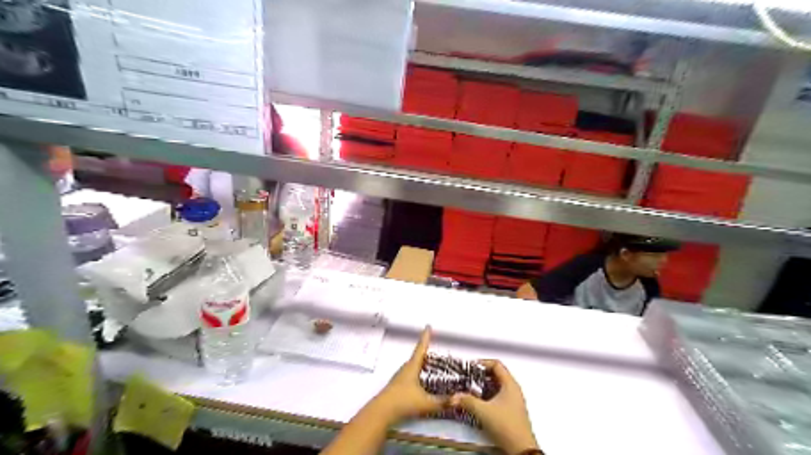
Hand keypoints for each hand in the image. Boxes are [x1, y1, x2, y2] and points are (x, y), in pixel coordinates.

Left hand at [366, 328, 446, 422]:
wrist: (381, 412)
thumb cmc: (403, 402)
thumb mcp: (426, 403)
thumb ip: (443, 402)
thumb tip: (459, 399)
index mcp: (412, 367)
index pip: (421, 348)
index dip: (425, 338)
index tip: (428, 327)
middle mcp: (405, 369)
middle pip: (416, 357)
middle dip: (425, 351)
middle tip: (434, 348)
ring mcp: (400, 378)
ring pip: (412, 366)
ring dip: (421, 363)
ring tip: (430, 364)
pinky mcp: (397, 387)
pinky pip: (410, 375)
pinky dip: (417, 374)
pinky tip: (421, 382)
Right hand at [450, 359, 535, 454]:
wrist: (520, 450)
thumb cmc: (507, 426)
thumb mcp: (483, 411)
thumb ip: (467, 401)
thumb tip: (455, 396)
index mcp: (510, 384)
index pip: (496, 364)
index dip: (482, 363)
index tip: (471, 367)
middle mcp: (513, 390)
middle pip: (496, 375)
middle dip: (480, 376)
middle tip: (468, 378)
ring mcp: (513, 401)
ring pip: (496, 387)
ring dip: (482, 387)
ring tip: (469, 390)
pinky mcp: (510, 411)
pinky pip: (497, 397)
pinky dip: (487, 397)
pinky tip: (477, 403)